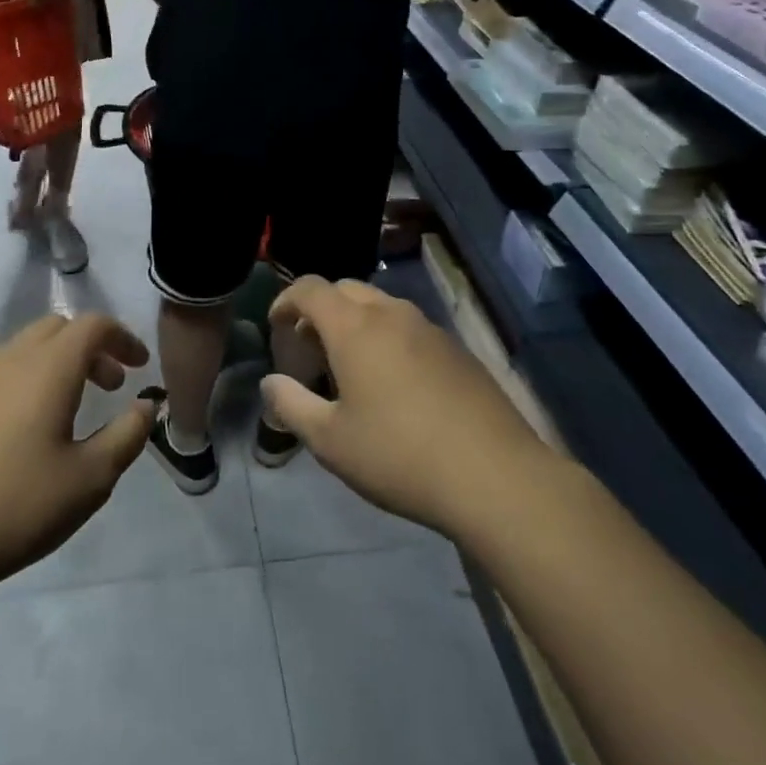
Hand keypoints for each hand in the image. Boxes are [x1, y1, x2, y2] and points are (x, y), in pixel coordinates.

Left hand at [0, 314, 151, 599]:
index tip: (140, 367)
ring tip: (66, 410)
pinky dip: (21, 385)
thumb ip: (127, 435)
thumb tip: (146, 406)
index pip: (93, 326)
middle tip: (109, 386)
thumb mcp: (90, 479)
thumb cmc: (14, 506)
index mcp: (49, 367)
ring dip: (54, 365)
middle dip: (90, 348)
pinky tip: (18, 435)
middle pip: (56, 328)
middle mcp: (8, 360)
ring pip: (22, 350)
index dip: (123, 338)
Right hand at [262, 279, 545, 538]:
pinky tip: (394, 383)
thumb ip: (291, 405)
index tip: (276, 324)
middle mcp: (393, 315)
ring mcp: (431, 329)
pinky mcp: (458, 350)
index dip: (287, 299)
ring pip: (382, 307)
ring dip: (357, 322)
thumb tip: (271, 382)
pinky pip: (411, 328)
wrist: (494, 476)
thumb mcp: (330, 441)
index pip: (312, 289)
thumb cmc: (398, 456)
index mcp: (355, 328)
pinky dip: (388, 338)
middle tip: (310, 347)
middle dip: (321, 309)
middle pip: (347, 290)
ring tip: (350, 366)